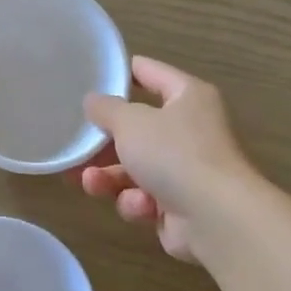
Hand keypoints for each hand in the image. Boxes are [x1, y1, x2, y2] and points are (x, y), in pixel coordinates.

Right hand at [78, 57, 256, 262]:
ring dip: (109, 177)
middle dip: (103, 142)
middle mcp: (189, 129)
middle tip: (75, 145)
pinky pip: (144, 197)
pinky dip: (136, 202)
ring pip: (133, 167)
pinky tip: (140, 206)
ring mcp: (185, 169)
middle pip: (136, 128)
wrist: (215, 218)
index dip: (119, 73)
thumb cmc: (174, 154)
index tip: (87, 76)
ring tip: (90, 182)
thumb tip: (93, 101)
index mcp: (187, 97)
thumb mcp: (130, 122)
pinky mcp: (178, 204)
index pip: (149, 72)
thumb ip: (106, 108)